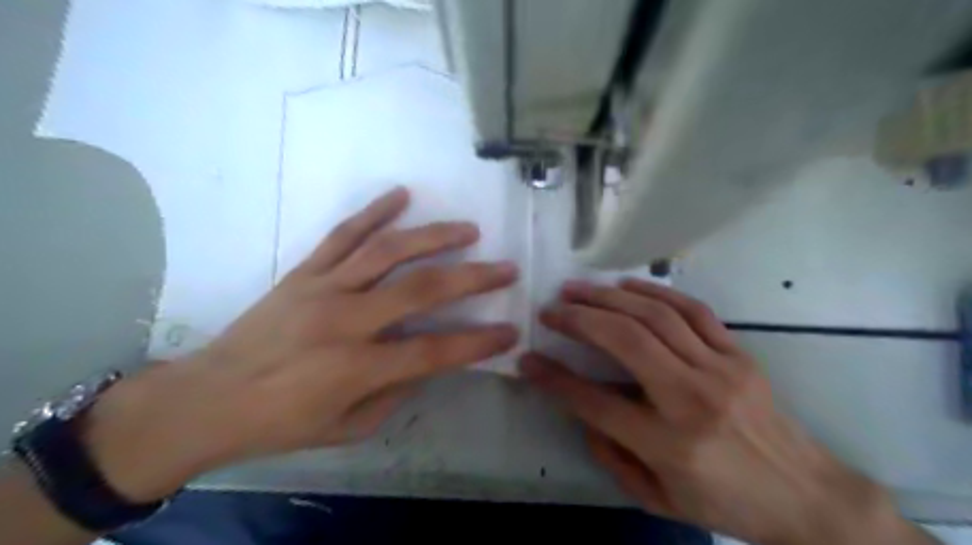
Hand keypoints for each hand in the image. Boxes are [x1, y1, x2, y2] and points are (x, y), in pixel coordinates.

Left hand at [83, 188, 524, 502]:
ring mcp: (323, 288)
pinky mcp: (303, 272)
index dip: (478, 342)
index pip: (434, 350)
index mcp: (357, 367)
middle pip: (421, 290)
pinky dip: (373, 212)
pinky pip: (342, 234)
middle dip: (472, 278)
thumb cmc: (283, 422)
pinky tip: (401, 195)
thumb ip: (397, 391)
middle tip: (505, 267)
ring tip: (468, 229)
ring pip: (387, 251)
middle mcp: (345, 320)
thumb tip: (430, 359)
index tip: (510, 330)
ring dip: (434, 236)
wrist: (209, 397)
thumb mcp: (350, 427)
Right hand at [519, 278, 928, 542]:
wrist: (808, 497)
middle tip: (551, 309)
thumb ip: (611, 457)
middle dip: (579, 320)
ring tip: (578, 288)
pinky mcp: (739, 354)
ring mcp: (720, 370)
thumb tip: (583, 412)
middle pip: (625, 342)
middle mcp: (692, 400)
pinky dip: (655, 292)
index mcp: (669, 445)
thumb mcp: (659, 500)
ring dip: (609, 297)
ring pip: (655, 317)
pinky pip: (693, 311)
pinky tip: (627, 285)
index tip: (528, 360)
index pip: (596, 402)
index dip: (554, 379)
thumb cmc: (727, 504)